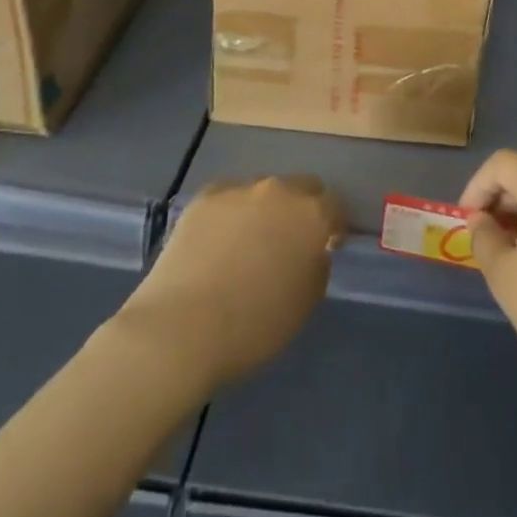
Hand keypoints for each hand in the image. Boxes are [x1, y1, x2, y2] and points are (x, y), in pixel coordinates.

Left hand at [114, 176, 342, 392]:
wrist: (183, 328)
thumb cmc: (254, 325)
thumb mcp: (304, 303)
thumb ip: (315, 267)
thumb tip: (311, 252)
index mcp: (311, 215)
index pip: (334, 206)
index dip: (333, 226)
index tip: (326, 246)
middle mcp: (279, 191)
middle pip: (301, 187)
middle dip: (302, 208)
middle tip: (291, 240)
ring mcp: (239, 190)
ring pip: (263, 191)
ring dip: (265, 209)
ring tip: (249, 241)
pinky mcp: (204, 198)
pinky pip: (228, 197)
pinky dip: (231, 212)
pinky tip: (218, 240)